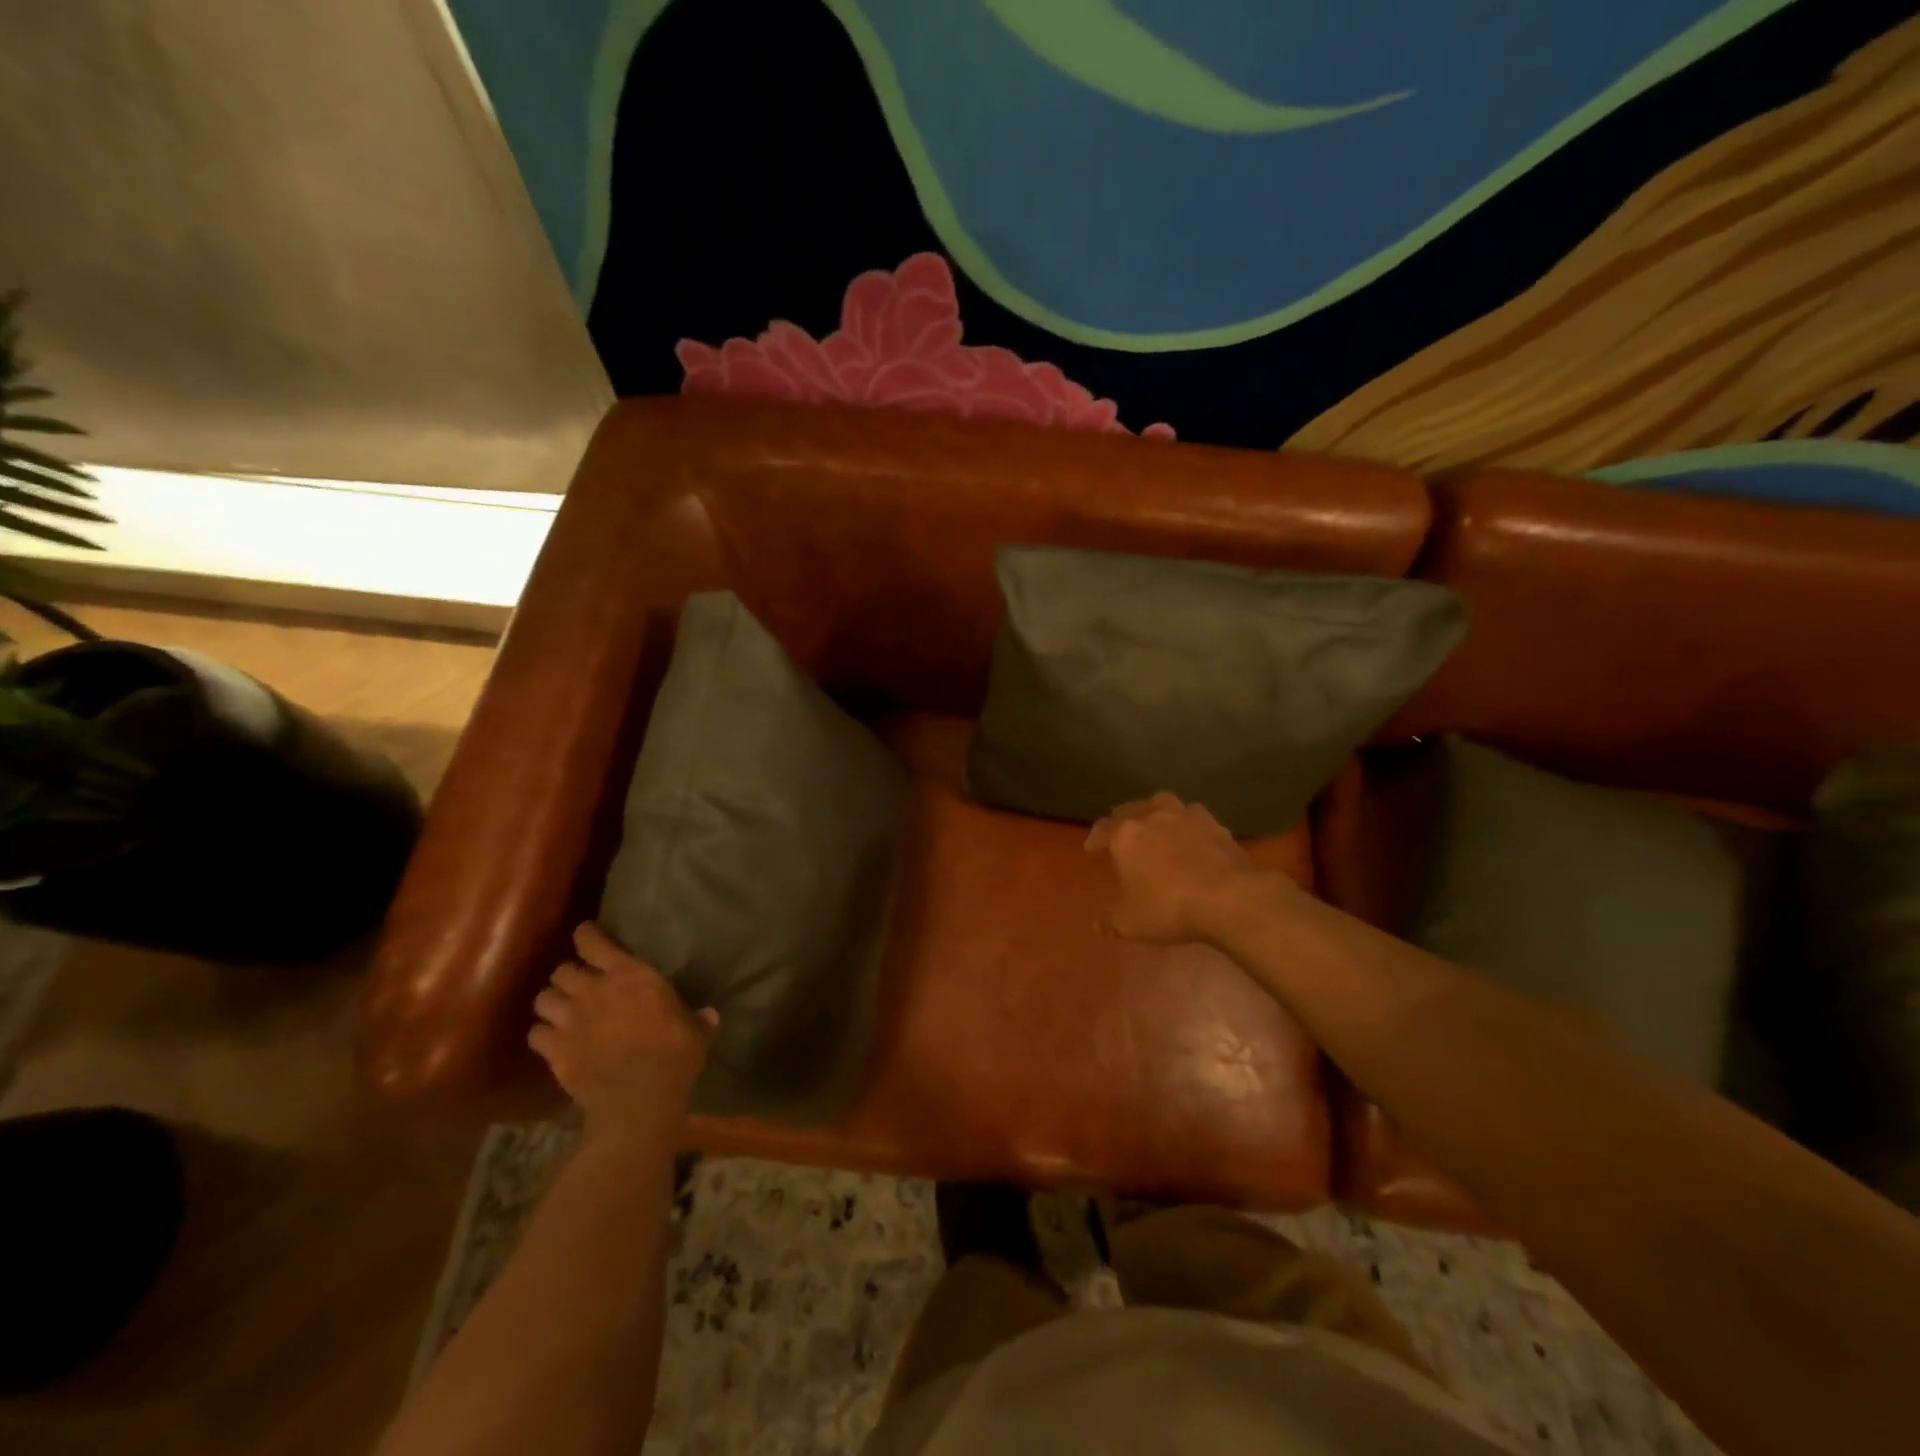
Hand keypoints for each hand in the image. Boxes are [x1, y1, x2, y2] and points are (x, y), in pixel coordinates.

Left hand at [529, 923, 716, 1138]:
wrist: (639, 1098)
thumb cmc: (675, 1055)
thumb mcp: (696, 1032)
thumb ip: (698, 1020)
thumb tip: (709, 1015)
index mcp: (630, 975)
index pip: (594, 943)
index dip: (586, 936)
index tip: (585, 935)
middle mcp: (594, 990)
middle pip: (562, 970)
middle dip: (568, 975)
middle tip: (577, 985)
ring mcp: (570, 1020)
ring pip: (543, 999)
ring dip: (551, 1002)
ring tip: (560, 1010)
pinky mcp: (555, 1051)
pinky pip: (535, 1034)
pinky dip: (542, 1035)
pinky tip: (551, 1041)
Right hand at [1085, 792, 1278, 944]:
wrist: (1229, 898)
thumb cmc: (1169, 908)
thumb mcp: (1131, 923)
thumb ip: (1111, 921)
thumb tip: (1097, 924)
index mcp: (1125, 835)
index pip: (1103, 828)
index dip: (1095, 838)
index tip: (1092, 848)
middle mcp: (1152, 817)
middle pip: (1131, 809)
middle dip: (1122, 819)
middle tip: (1121, 831)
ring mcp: (1186, 817)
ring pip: (1163, 802)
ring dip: (1154, 809)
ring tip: (1154, 821)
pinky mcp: (1215, 824)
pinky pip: (1193, 815)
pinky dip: (1186, 821)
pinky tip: (1189, 832)